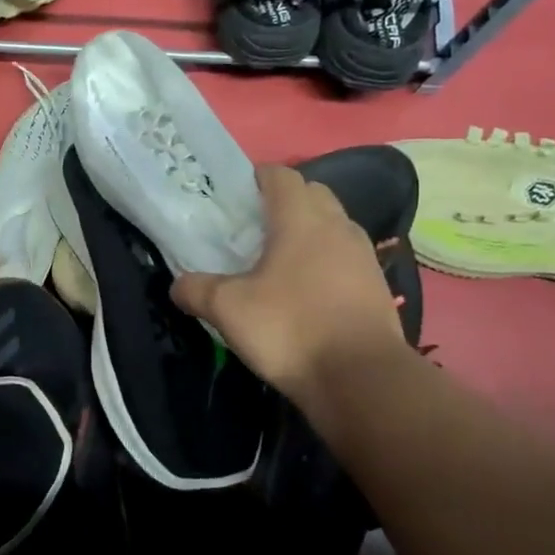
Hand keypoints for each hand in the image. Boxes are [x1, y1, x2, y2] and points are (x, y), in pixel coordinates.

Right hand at [172, 164, 410, 403]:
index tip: (233, 196)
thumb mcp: (228, 310)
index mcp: (301, 218)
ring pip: (332, 226)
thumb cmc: (291, 329)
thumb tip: (178, 285)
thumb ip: (196, 289)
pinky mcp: (377, 286)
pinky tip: (305, 292)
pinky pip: (345, 258)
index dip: (255, 177)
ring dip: (307, 233)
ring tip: (277, 261)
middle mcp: (338, 226)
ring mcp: (363, 256)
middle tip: (252, 228)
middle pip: (311, 194)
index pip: (280, 175)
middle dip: (283, 202)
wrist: (363, 380)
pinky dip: (325, 262)